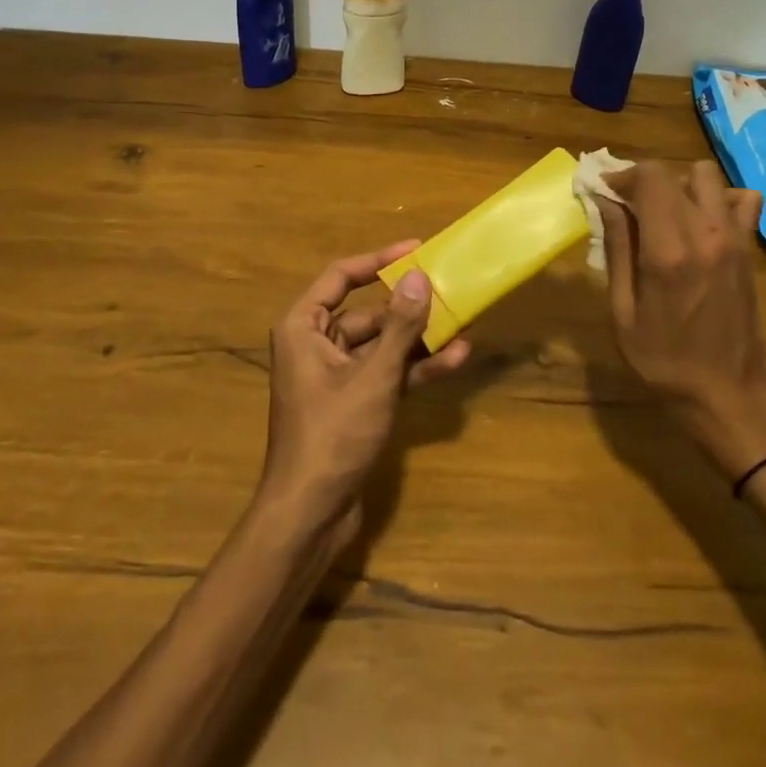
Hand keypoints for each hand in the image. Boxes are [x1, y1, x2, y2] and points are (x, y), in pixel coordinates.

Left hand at [257, 243, 469, 532]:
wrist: (309, 516)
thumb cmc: (332, 435)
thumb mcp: (373, 377)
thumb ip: (399, 327)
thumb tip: (420, 277)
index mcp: (303, 327)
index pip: (341, 276)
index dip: (378, 259)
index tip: (416, 249)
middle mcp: (316, 344)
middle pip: (367, 312)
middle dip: (408, 307)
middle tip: (448, 291)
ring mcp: (335, 375)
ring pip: (381, 345)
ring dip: (418, 340)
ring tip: (462, 326)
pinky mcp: (352, 402)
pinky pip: (385, 373)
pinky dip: (413, 368)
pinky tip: (453, 360)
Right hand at [596, 162, 765, 477]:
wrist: (729, 396)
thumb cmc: (664, 361)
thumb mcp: (622, 312)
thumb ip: (617, 248)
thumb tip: (605, 202)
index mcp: (669, 251)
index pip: (650, 177)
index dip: (622, 175)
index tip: (604, 191)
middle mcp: (706, 233)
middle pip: (674, 173)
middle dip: (644, 180)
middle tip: (627, 206)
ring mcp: (734, 238)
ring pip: (707, 177)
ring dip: (680, 185)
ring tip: (663, 213)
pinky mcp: (749, 248)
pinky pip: (741, 200)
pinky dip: (719, 199)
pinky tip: (701, 222)